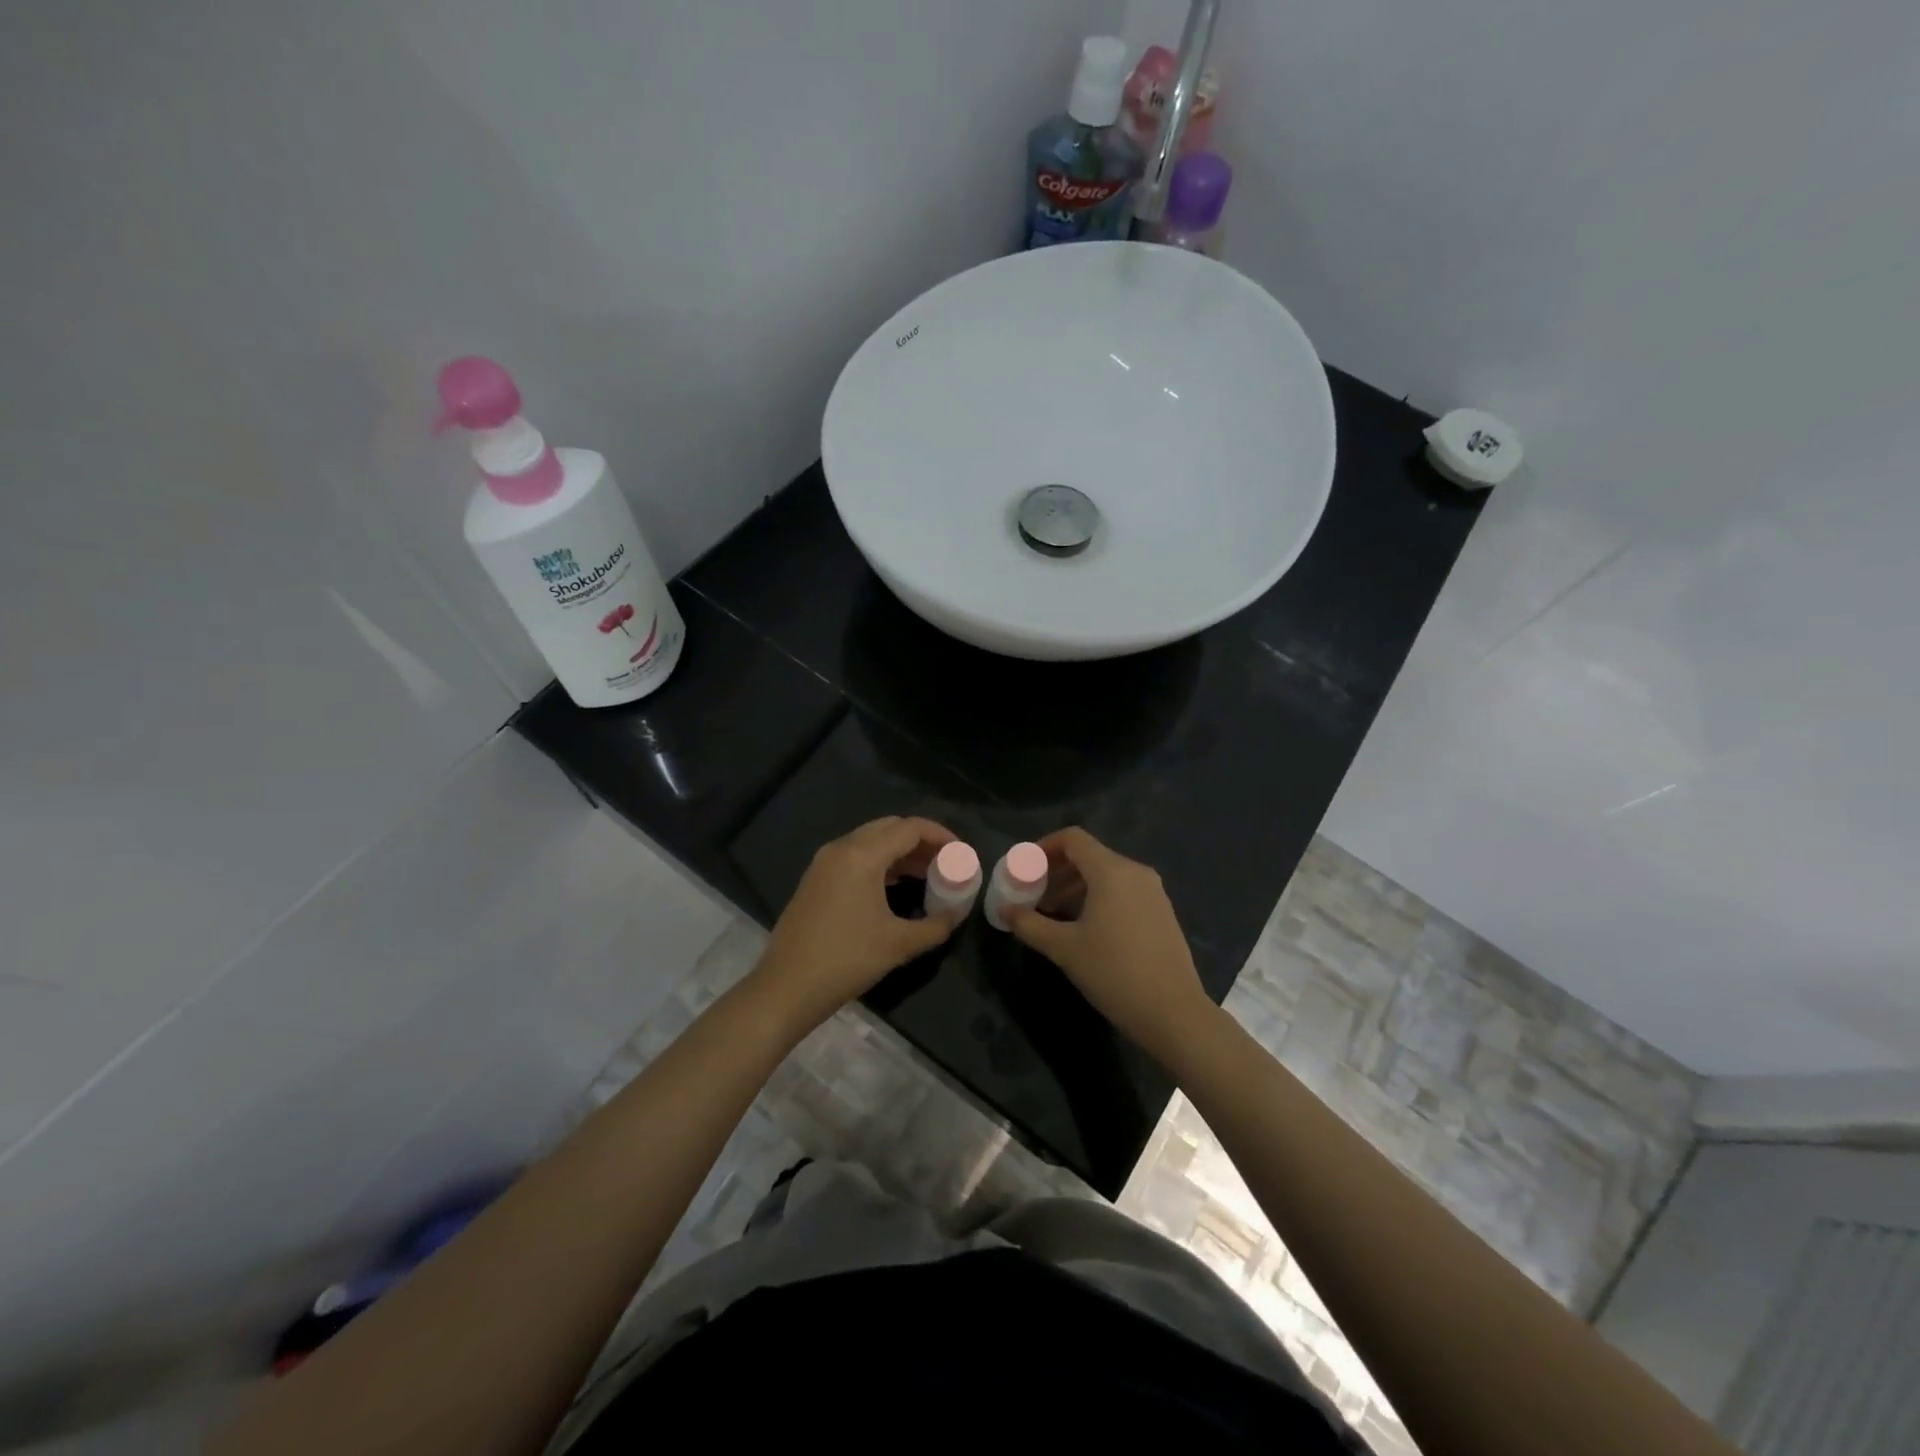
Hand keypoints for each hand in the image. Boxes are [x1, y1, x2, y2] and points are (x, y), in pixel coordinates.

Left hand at [749, 816, 960, 1033]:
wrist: (786, 987)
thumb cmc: (846, 960)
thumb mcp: (899, 944)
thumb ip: (935, 925)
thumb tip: (954, 915)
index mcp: (862, 855)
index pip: (910, 828)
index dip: (941, 835)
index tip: (962, 853)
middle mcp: (841, 848)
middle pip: (890, 827)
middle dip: (922, 840)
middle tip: (946, 862)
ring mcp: (824, 862)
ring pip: (871, 841)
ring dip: (901, 852)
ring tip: (928, 874)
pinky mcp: (815, 879)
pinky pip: (855, 857)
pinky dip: (881, 863)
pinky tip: (897, 886)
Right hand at [1004, 827, 1216, 1065]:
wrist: (1173, 1013)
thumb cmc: (1114, 972)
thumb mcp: (1064, 948)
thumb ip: (1029, 924)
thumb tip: (1004, 911)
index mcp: (1112, 871)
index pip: (1073, 838)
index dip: (1044, 847)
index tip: (1025, 869)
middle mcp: (1135, 872)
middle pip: (1089, 855)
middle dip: (1057, 871)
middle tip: (1034, 896)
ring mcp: (1153, 892)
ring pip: (1107, 875)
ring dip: (1076, 887)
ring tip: (1055, 915)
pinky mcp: (1162, 912)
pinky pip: (1123, 891)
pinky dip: (1099, 898)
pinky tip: (1086, 929)